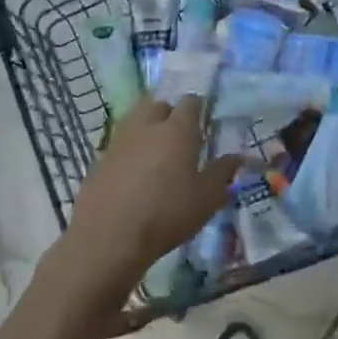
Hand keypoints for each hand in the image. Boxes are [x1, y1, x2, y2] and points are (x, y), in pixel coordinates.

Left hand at [60, 96, 242, 298]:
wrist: (109, 236)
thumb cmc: (167, 214)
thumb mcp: (207, 199)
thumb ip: (222, 173)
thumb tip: (237, 156)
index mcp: (177, 130)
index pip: (190, 102)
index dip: (197, 108)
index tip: (203, 122)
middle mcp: (147, 126)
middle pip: (158, 104)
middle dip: (169, 113)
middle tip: (179, 136)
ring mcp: (119, 140)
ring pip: (135, 120)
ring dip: (147, 128)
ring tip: (156, 152)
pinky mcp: (99, 159)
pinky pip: (119, 144)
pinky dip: (129, 150)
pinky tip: (133, 174)